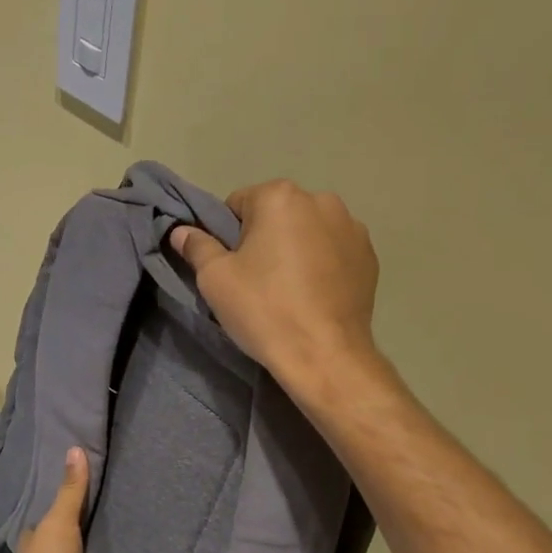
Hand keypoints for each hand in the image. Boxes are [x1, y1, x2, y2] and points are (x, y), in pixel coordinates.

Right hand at [170, 180, 381, 399]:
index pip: (238, 204)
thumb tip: (182, 231)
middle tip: (257, 281)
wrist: (325, 355)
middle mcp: (321, 200)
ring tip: (289, 291)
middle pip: (276, 215)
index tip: (232, 268)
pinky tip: (315, 296)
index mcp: (280, 197)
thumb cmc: (263, 309)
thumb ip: (197, 246)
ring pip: (307, 232)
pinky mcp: (370, 256)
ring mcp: (352, 228)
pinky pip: (333, 251)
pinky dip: (322, 265)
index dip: (228, 236)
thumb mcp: (215, 279)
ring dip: (296, 249)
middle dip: (264, 238)